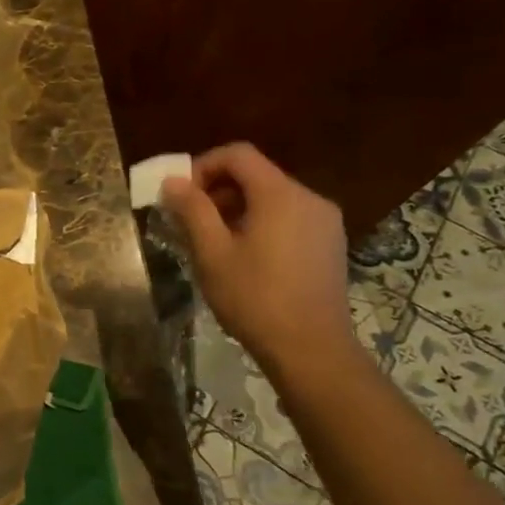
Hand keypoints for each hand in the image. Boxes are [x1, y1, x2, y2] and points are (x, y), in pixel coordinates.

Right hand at [159, 143, 352, 371]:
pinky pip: (289, 217)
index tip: (182, 196)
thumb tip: (173, 181)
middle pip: (256, 174)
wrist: (311, 349)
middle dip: (218, 190)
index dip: (203, 166)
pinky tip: (245, 256)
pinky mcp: (330, 244)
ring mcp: (325, 222)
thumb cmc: (255, 298)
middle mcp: (309, 198)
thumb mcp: (212, 253)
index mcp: (280, 195)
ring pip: (272, 197)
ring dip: (237, 208)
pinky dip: (261, 223)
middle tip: (191, 221)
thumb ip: (192, 210)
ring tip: (214, 242)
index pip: (238, 154)